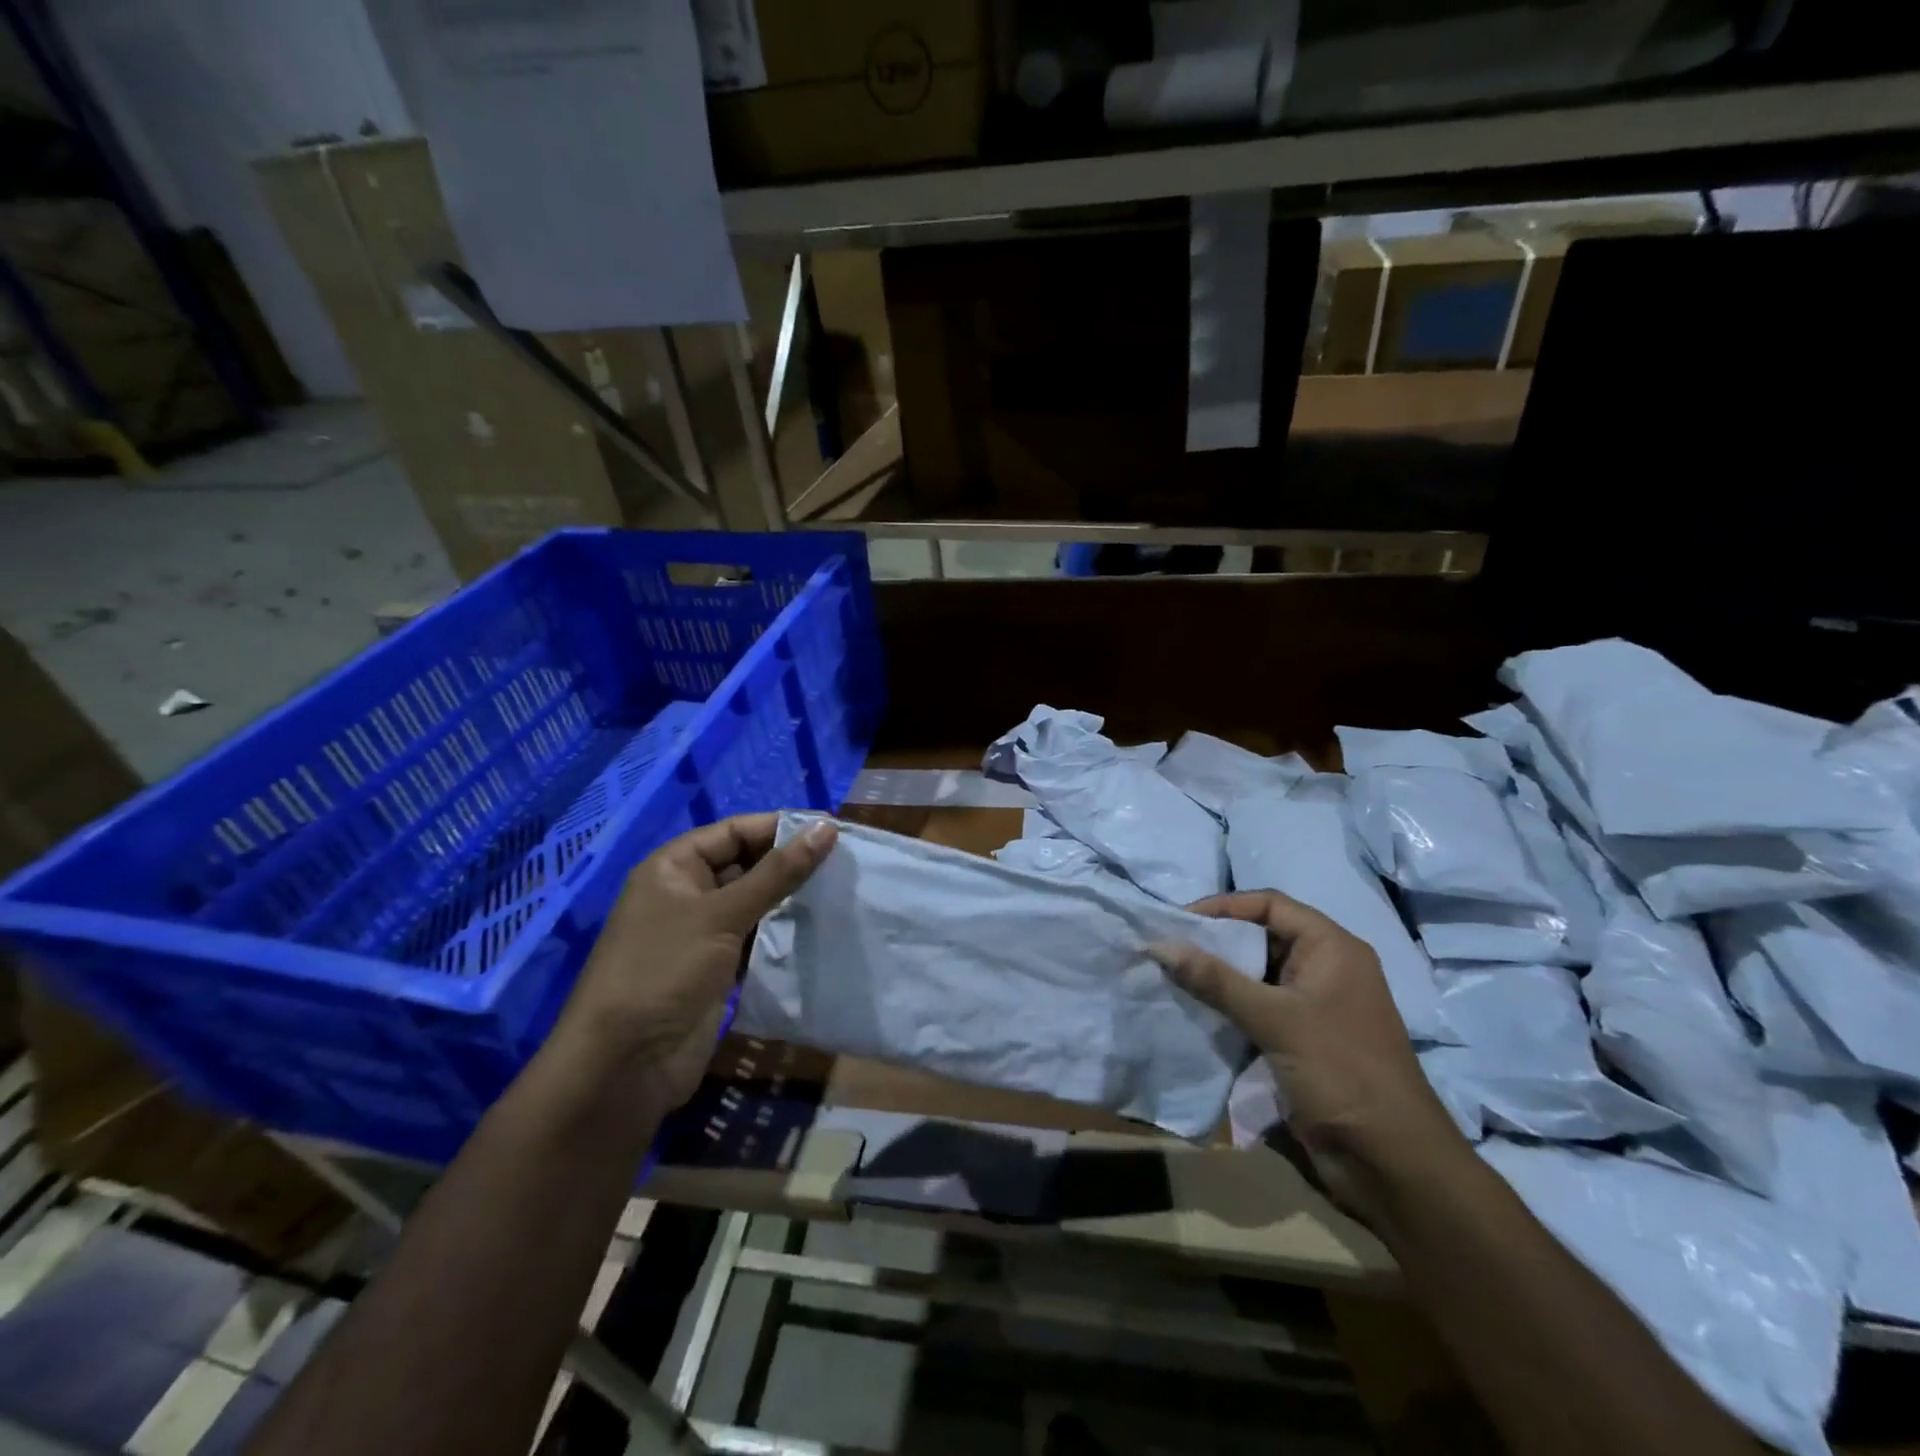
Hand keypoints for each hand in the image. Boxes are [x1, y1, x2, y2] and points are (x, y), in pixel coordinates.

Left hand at [550, 814, 837, 1122]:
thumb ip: (778, 873)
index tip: (833, 830)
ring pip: (755, 903)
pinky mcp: (717, 969)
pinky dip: (783, 934)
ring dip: (791, 899)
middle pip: (747, 864)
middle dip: (790, 863)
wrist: (626, 1066)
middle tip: (845, 863)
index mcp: (674, 867)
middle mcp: (686, 893)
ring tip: (841, 892)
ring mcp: (701, 933)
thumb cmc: (665, 971)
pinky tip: (819, 929)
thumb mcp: (722, 915)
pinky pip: (756, 938)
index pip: (735, 831)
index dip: (781, 827)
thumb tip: (826, 828)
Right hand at [1151, 890, 1467, 1226]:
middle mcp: (1325, 969)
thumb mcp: (1275, 1019)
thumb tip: (1159, 945)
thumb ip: (1216, 980)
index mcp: (1332, 948)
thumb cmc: (1342, 1073)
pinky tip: (1195, 1012)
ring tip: (1172, 978)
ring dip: (1218, 977)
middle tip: (1168, 950)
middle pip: (1261, 937)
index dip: (1225, 906)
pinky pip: (1258, 1009)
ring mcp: (1315, 1007)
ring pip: (1256, 975)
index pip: (1270, 905)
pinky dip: (1228, 1007)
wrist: (1394, 1165)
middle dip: (1216, 942)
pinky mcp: (1303, 1041)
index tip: (1179, 921)